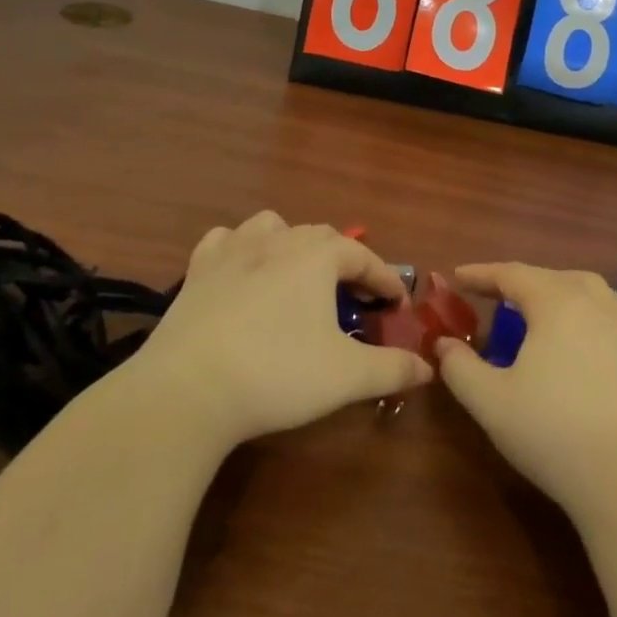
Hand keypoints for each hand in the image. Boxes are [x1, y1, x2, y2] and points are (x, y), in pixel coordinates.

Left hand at [132, 211, 431, 447]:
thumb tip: (428, 368)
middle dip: (344, 263)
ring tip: (298, 276)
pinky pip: (225, 241)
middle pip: (322, 237)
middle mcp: (277, 240)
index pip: (364, 258)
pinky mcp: (197, 270)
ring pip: (272, 227)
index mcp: (317, 256)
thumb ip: (392, 368)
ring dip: (293, 245)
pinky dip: (240, 249)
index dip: (386, 280)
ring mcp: (233, 250)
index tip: (398, 304)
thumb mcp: (346, 376)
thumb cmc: (277, 374)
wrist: (188, 389)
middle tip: (353, 298)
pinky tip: (242, 271)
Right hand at [436, 263, 616, 519]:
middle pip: (549, 277)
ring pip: (587, 288)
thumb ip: (459, 367)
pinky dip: (596, 305)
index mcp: (555, 302)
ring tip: (538, 305)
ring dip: (557, 289)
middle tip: (491, 295)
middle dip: (517, 281)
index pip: (512, 274)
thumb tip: (443, 344)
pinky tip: (592, 321)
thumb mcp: (489, 401)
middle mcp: (593, 302)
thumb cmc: (552, 432)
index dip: (482, 274)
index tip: (457, 276)